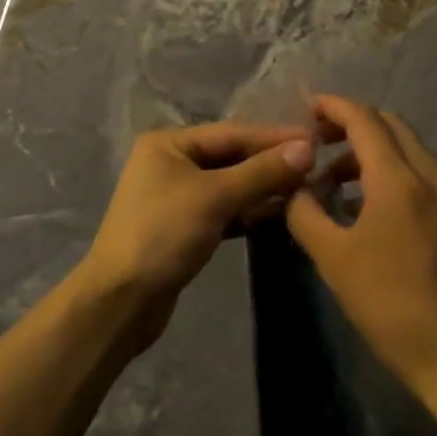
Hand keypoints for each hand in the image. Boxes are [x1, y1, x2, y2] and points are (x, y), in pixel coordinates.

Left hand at [76, 122, 314, 351]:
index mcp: (169, 143)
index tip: (314, 138)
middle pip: (230, 157)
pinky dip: (249, 212)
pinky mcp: (183, 229)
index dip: (273, 137)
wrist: (120, 302)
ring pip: (229, 185)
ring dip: (263, 188)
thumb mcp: (215, 197)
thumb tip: (306, 149)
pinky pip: (223, 211)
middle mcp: (170, 162)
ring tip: (306, 188)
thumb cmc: (163, 234)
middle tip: (316, 164)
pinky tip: (280, 214)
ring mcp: (176, 197)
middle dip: (270, 162)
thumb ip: (260, 173)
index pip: (231, 133)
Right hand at [287, 96, 436, 401]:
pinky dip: (396, 173)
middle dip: (354, 124)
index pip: (364, 121)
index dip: (335, 107)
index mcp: (399, 181)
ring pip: (410, 150)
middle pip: (391, 125)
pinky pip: (425, 175)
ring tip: (340, 182)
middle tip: (321, 141)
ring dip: (374, 151)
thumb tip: (296, 188)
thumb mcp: (333, 260)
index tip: (310, 107)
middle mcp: (432, 176)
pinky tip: (375, 207)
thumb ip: (305, 213)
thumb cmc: (390, 305)